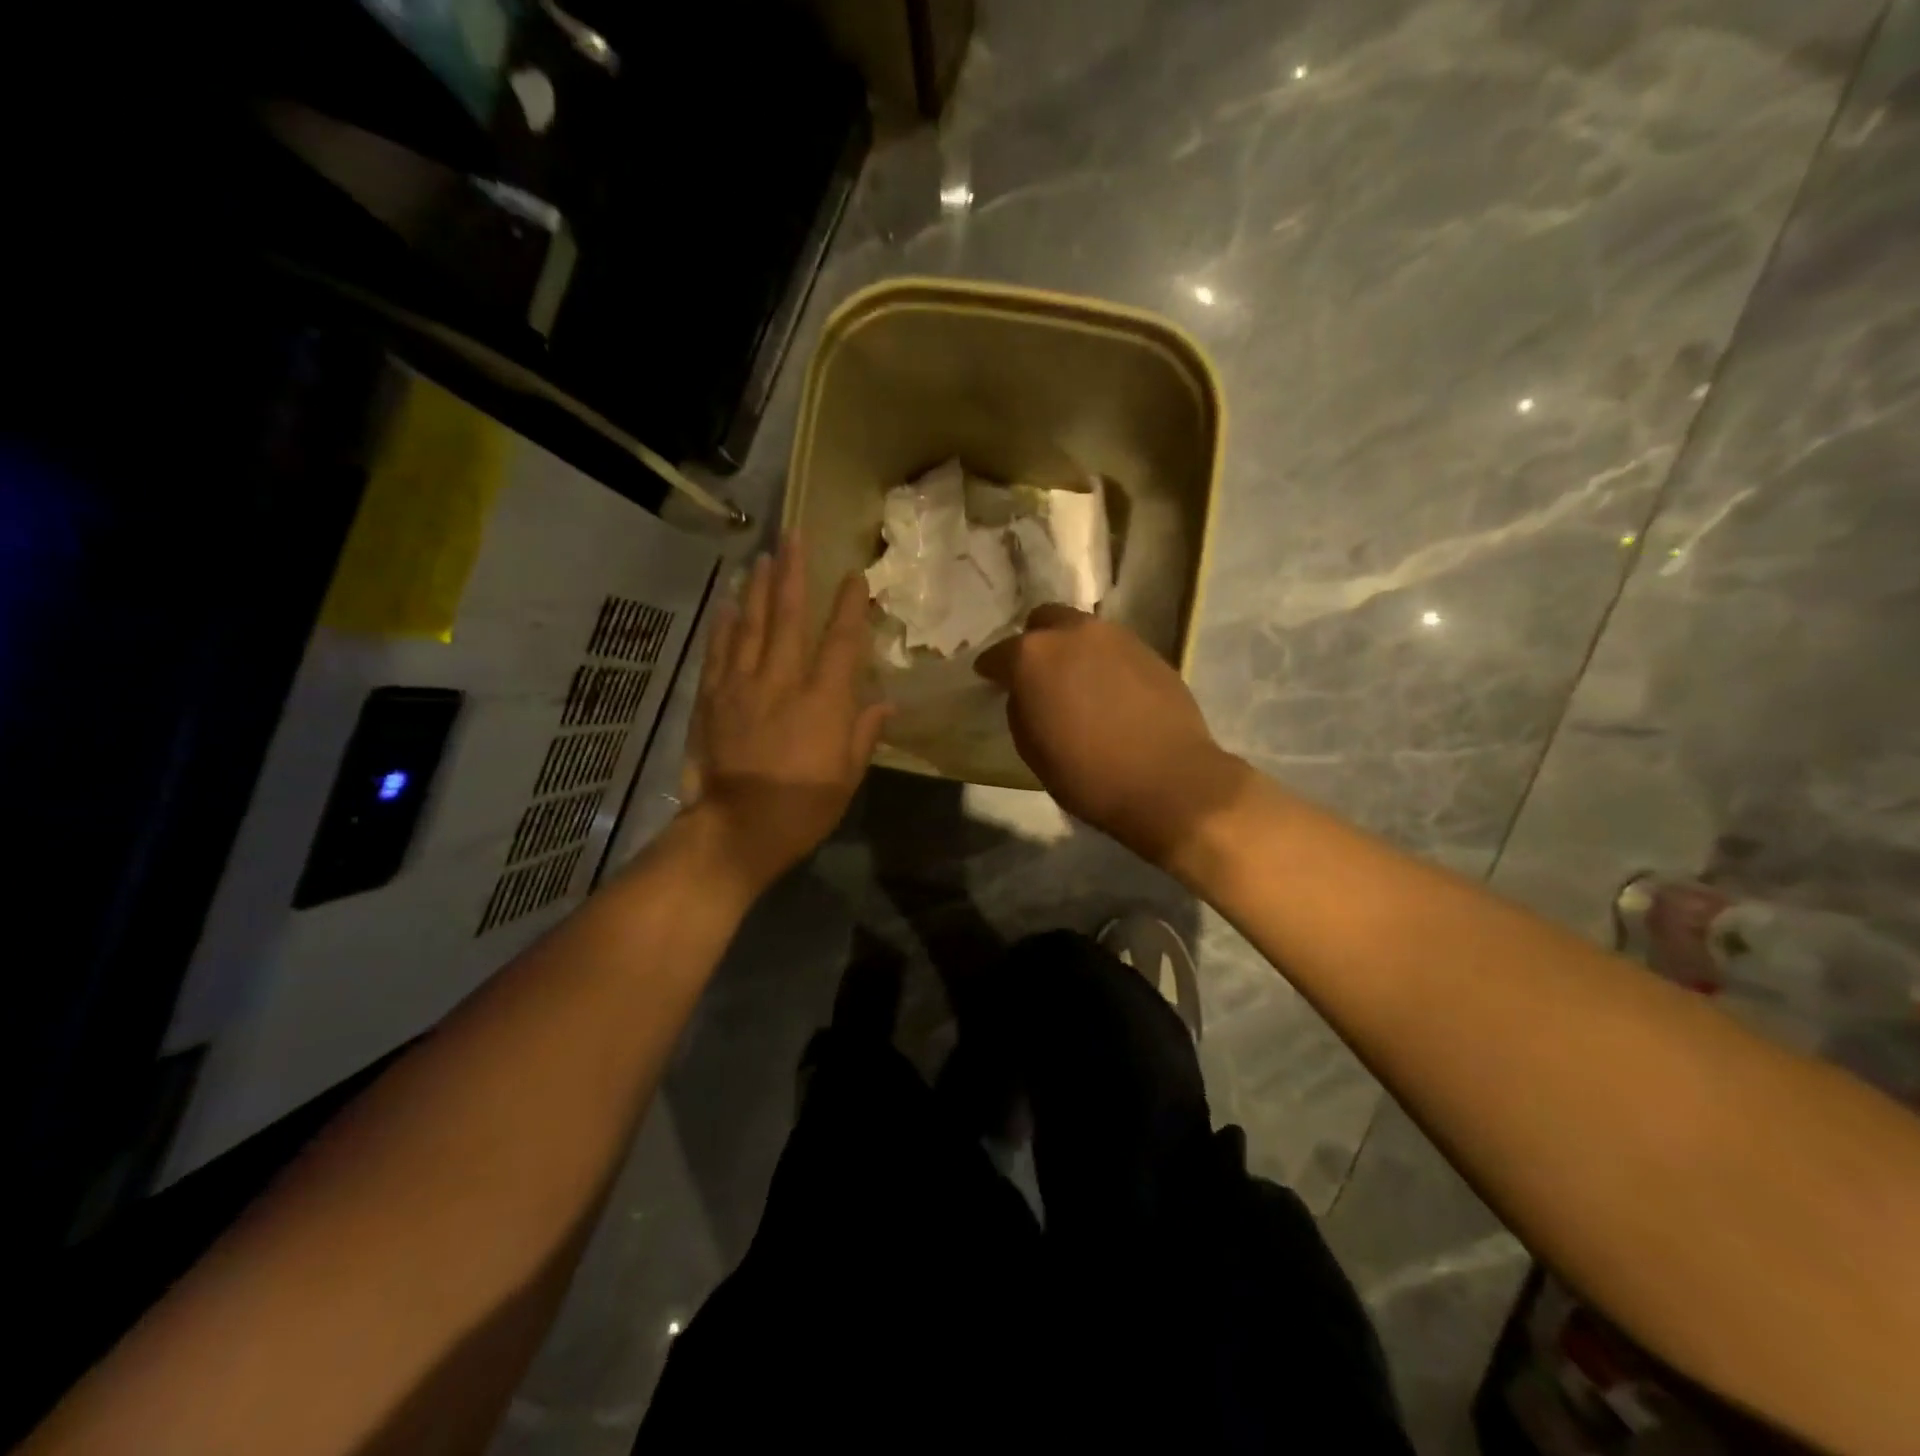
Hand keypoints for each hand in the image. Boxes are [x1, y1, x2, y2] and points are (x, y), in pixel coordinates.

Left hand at [683, 534, 891, 898]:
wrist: (736, 830)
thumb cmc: (802, 808)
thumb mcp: (847, 777)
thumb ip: (864, 734)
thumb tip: (885, 704)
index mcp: (823, 701)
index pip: (841, 641)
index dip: (849, 606)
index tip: (854, 577)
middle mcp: (782, 681)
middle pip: (787, 617)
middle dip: (793, 573)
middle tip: (793, 536)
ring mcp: (741, 686)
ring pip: (749, 625)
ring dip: (756, 588)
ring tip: (762, 557)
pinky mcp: (712, 699)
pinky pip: (718, 652)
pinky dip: (723, 625)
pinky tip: (726, 604)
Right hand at [975, 605, 1249, 869]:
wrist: (1169, 781)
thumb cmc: (1088, 774)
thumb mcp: (1032, 749)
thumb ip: (1021, 708)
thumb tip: (1027, 693)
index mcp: (1034, 656)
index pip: (999, 653)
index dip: (992, 669)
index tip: (990, 681)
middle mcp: (1074, 633)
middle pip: (1045, 620)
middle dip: (1034, 641)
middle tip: (1037, 673)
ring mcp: (1117, 637)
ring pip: (1083, 630)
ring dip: (1072, 649)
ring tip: (1076, 681)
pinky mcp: (1150, 651)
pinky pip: (1114, 648)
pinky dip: (1103, 662)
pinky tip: (1109, 691)